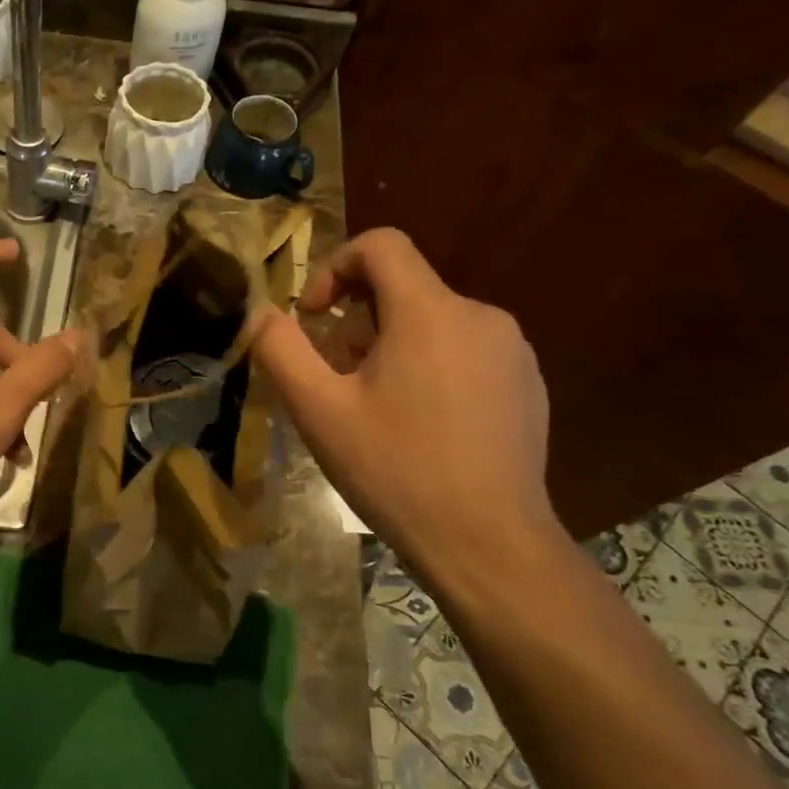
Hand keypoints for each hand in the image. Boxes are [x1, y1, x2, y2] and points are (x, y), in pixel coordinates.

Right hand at [251, 228, 562, 580]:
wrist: (489, 543)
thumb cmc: (395, 470)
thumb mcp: (318, 411)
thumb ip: (281, 350)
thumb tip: (261, 313)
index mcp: (429, 312)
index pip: (381, 245)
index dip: (335, 267)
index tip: (314, 318)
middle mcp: (480, 315)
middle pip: (403, 289)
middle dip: (357, 323)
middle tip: (337, 382)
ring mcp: (512, 351)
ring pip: (433, 322)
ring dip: (391, 349)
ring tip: (376, 410)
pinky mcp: (528, 383)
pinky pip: (464, 352)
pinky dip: (430, 369)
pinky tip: (421, 428)